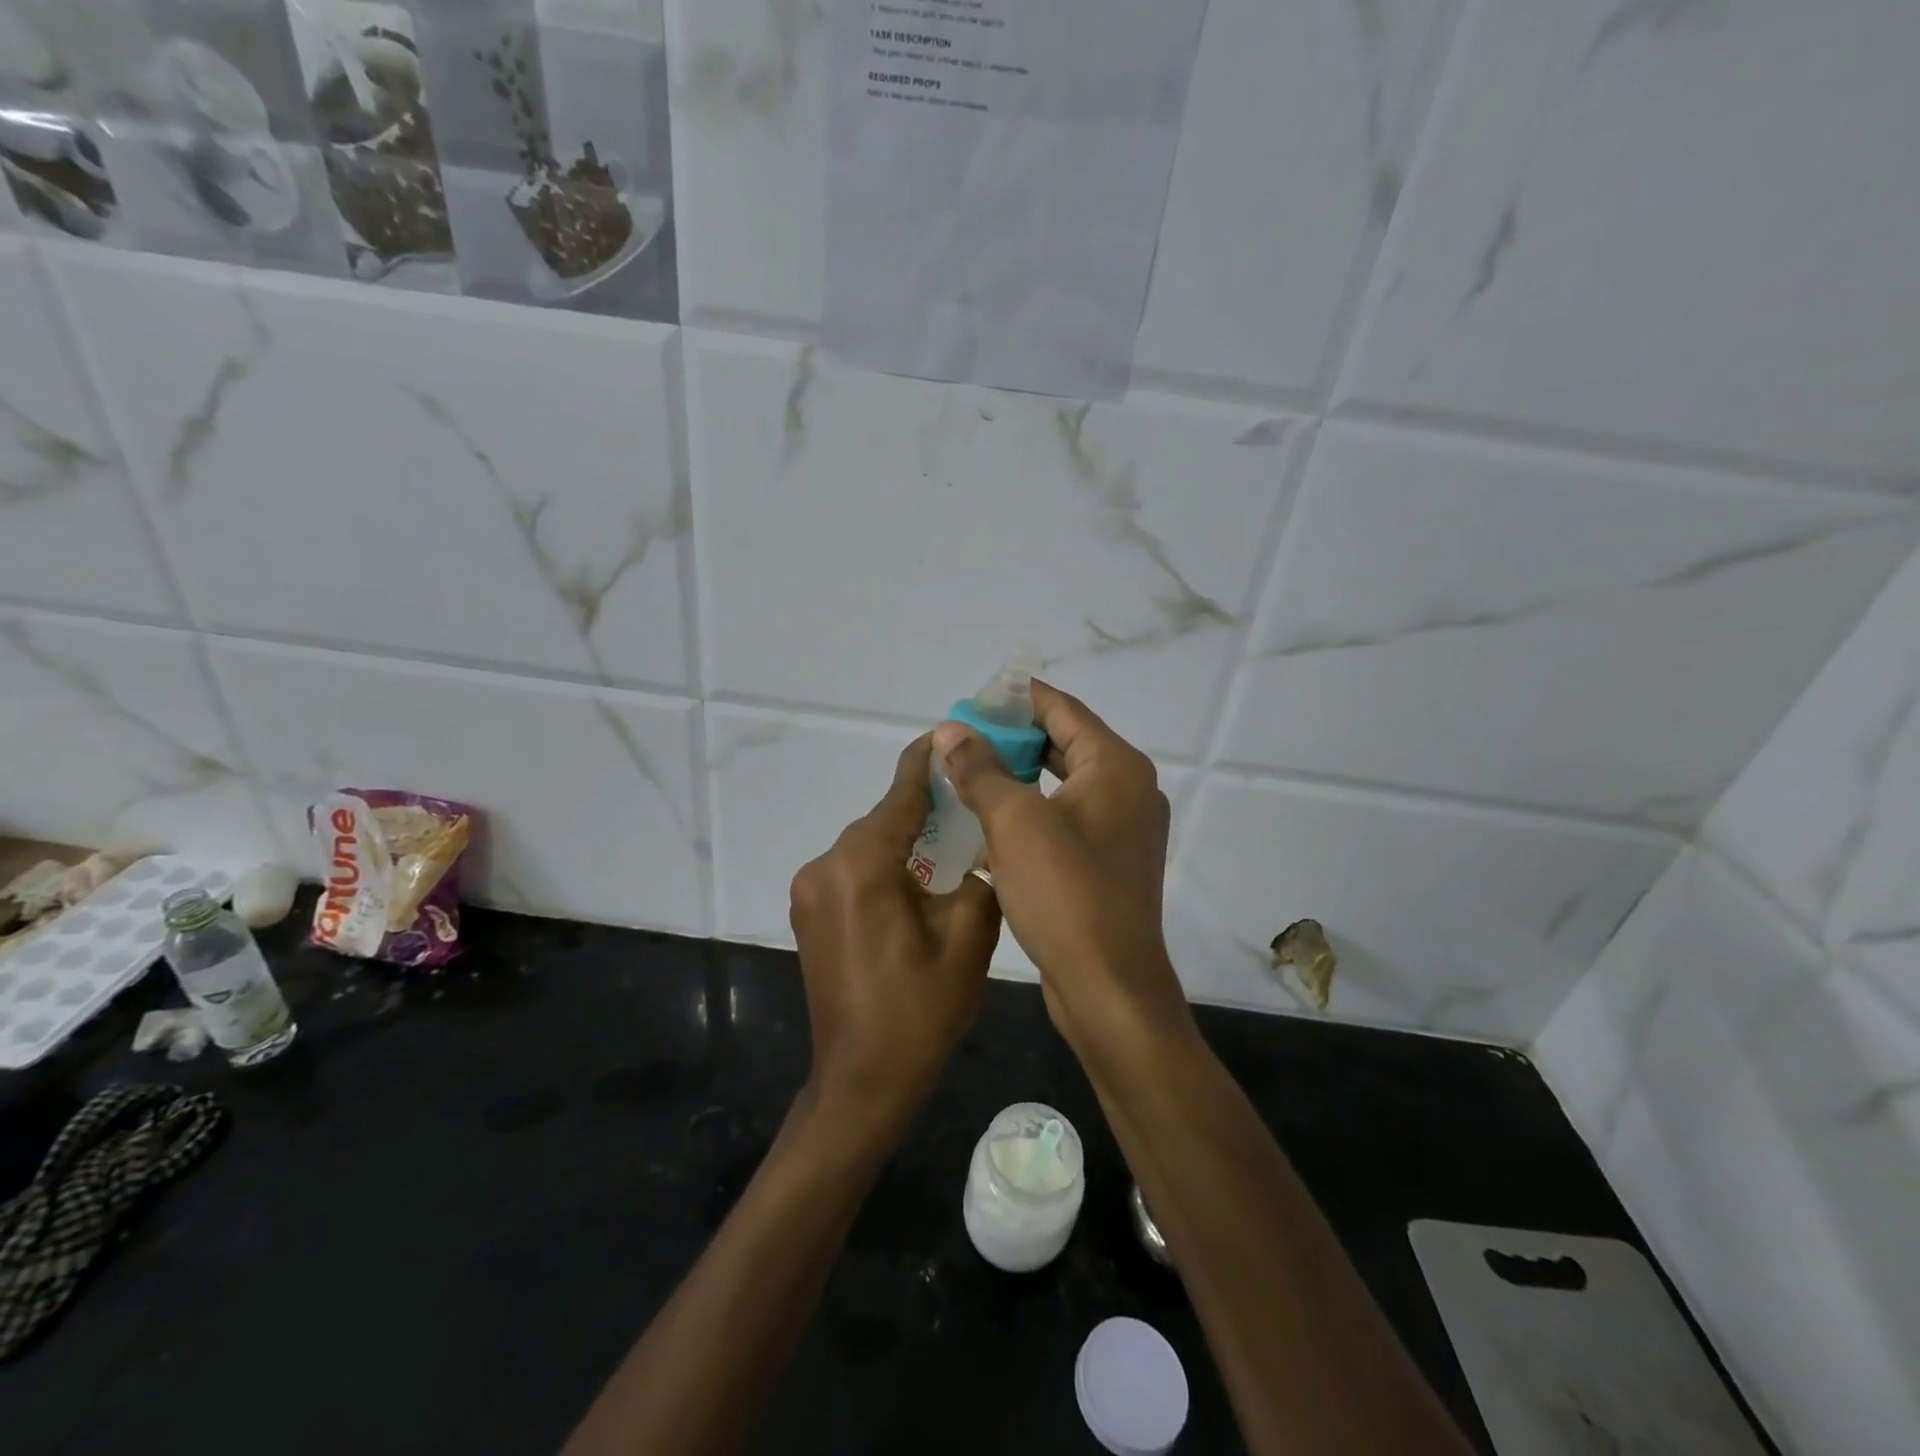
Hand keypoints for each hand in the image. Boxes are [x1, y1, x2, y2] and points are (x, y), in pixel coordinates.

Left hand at [789, 735, 1002, 1118]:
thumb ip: (977, 877)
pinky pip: (852, 872)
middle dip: (923, 809)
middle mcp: (825, 866)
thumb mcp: (970, 938)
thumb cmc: (919, 1011)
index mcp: (861, 865)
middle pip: (882, 820)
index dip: (926, 762)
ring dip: (904, 842)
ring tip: (950, 846)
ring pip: (867, 847)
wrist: (862, 1081)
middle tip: (969, 803)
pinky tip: (916, 883)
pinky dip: (884, 867)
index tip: (948, 735)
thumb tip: (976, 853)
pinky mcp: (808, 913)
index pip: (899, 795)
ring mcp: (809, 891)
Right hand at [931, 682, 1190, 1053]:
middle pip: (1064, 743)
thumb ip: (981, 769)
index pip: (1062, 709)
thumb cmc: (1066, 893)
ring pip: (1062, 784)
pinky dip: (1031, 812)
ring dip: (1017, 777)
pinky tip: (990, 821)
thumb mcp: (1014, 822)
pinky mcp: (1108, 863)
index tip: (971, 699)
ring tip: (967, 773)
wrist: (1109, 988)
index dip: (1015, 699)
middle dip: (1011, 739)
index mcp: (1116, 767)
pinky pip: (1065, 819)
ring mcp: (1121, 830)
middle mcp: (1127, 790)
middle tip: (960, 738)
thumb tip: (950, 731)